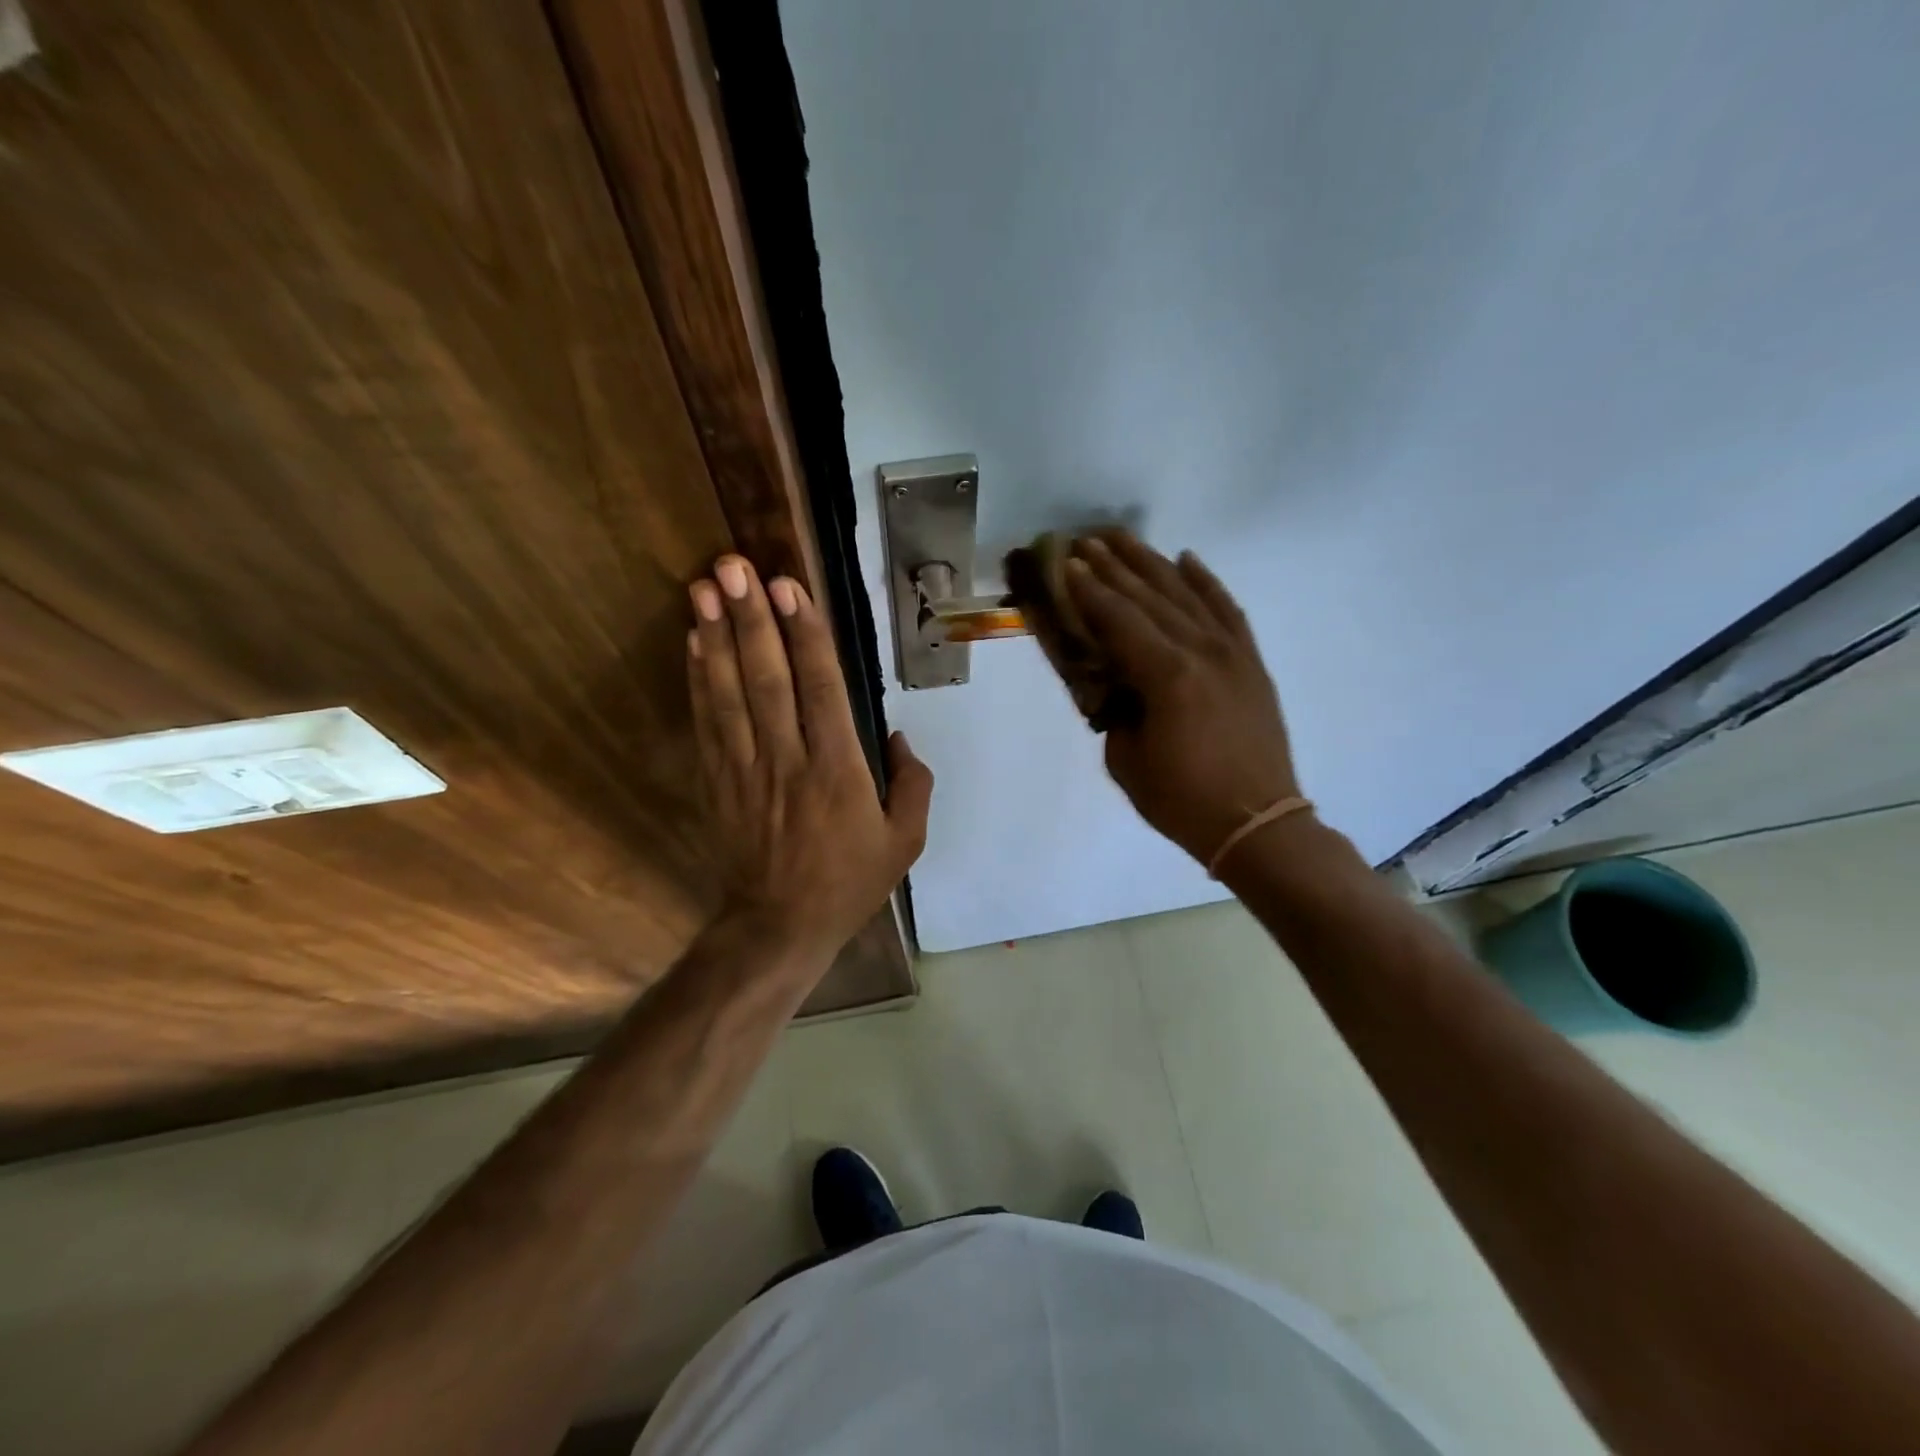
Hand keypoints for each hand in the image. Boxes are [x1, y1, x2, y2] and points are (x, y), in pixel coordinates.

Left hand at [688, 555, 932, 965]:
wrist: (780, 926)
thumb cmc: (849, 882)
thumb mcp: (905, 841)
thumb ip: (911, 783)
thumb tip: (895, 734)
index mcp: (838, 770)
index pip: (821, 689)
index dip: (804, 635)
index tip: (788, 587)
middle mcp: (788, 759)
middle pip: (767, 679)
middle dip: (751, 618)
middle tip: (733, 565)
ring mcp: (746, 769)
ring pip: (729, 693)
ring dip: (717, 637)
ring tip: (705, 587)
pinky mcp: (719, 781)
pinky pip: (708, 722)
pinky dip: (699, 679)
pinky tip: (694, 642)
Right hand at [1064, 531, 1301, 867]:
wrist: (1256, 823)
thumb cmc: (1182, 800)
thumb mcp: (1126, 759)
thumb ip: (1115, 709)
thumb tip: (1113, 681)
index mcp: (1166, 676)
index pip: (1118, 619)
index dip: (1088, 590)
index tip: (1064, 562)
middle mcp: (1201, 651)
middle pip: (1150, 596)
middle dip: (1114, 566)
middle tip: (1085, 540)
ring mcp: (1232, 652)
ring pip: (1187, 593)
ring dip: (1153, 563)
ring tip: (1124, 539)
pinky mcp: (1251, 662)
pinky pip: (1227, 610)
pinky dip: (1207, 582)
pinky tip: (1188, 560)